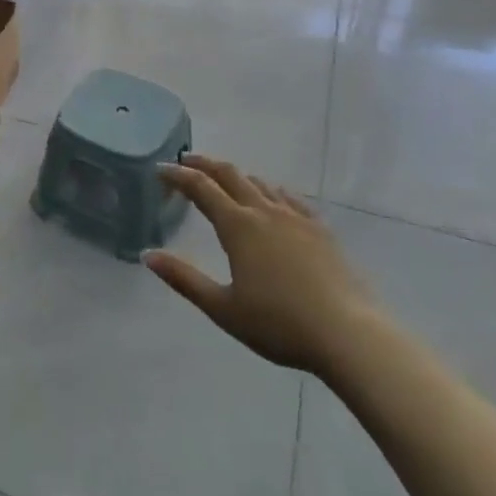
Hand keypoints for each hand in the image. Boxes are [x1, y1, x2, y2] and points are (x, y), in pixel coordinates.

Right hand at [146, 155, 371, 377]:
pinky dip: (271, 191)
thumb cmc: (279, 324)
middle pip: (230, 175)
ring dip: (237, 176)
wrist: (347, 334)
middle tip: (187, 161)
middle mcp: (265, 211)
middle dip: (205, 165)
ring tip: (225, 180)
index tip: (161, 169)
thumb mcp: (222, 308)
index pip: (201, 189)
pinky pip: (290, 198)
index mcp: (238, 226)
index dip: (178, 176)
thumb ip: (184, 279)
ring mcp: (296, 217)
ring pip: (261, 183)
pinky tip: (274, 198)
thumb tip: (148, 255)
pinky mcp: (321, 229)